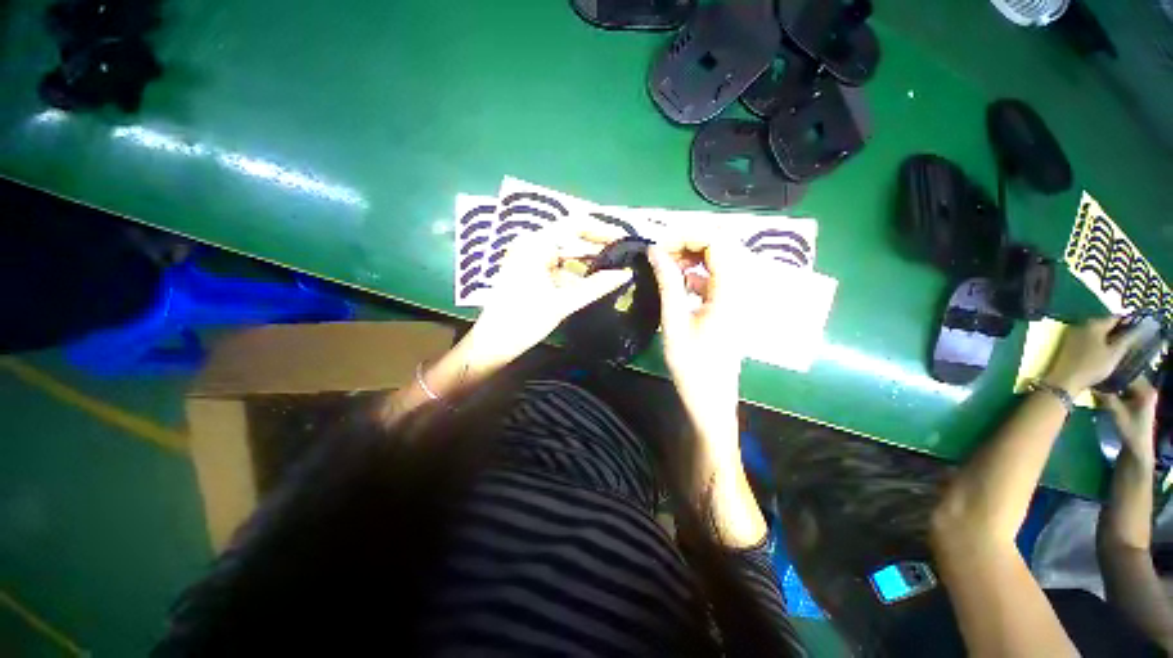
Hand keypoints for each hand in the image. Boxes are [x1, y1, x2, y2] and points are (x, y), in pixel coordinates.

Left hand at [463, 220, 631, 372]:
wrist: (493, 344)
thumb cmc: (525, 321)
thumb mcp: (563, 303)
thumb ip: (596, 286)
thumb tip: (625, 274)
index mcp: (536, 244)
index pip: (576, 224)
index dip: (602, 231)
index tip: (624, 241)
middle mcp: (532, 244)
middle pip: (572, 238)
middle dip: (597, 249)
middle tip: (623, 258)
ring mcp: (529, 258)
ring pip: (566, 254)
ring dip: (587, 263)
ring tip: (613, 271)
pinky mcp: (530, 271)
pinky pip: (558, 266)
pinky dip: (574, 273)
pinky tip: (592, 283)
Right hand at [647, 237, 748, 440]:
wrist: (711, 399)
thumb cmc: (692, 365)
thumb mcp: (674, 322)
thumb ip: (667, 282)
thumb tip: (655, 250)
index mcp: (731, 291)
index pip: (717, 242)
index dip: (687, 236)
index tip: (659, 246)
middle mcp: (739, 288)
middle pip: (720, 247)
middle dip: (688, 243)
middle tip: (660, 254)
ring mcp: (735, 297)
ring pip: (716, 260)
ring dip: (691, 257)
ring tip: (665, 266)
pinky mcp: (727, 305)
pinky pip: (713, 277)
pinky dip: (694, 272)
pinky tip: (678, 282)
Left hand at [1044, 317, 1147, 393]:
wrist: (1066, 379)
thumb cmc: (1093, 366)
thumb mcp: (1115, 353)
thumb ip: (1127, 339)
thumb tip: (1141, 327)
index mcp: (1094, 324)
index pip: (1116, 317)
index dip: (1129, 321)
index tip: (1140, 328)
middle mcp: (1082, 324)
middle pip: (1105, 323)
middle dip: (1119, 329)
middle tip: (1132, 338)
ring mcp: (1074, 333)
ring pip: (1097, 330)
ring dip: (1109, 335)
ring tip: (1121, 345)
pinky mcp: (1069, 342)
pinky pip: (1088, 337)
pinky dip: (1099, 341)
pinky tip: (1106, 349)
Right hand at [1096, 378, 1159, 463]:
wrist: (1138, 446)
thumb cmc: (1130, 430)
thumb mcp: (1117, 413)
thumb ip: (1106, 397)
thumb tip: (1091, 384)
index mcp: (1146, 390)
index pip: (1128, 374)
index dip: (1113, 373)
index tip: (1098, 372)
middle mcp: (1147, 388)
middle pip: (1128, 377)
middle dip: (1113, 378)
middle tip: (1096, 377)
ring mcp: (1144, 393)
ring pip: (1126, 382)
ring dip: (1113, 383)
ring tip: (1099, 383)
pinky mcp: (1140, 398)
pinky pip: (1127, 388)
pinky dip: (1116, 388)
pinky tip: (1106, 390)